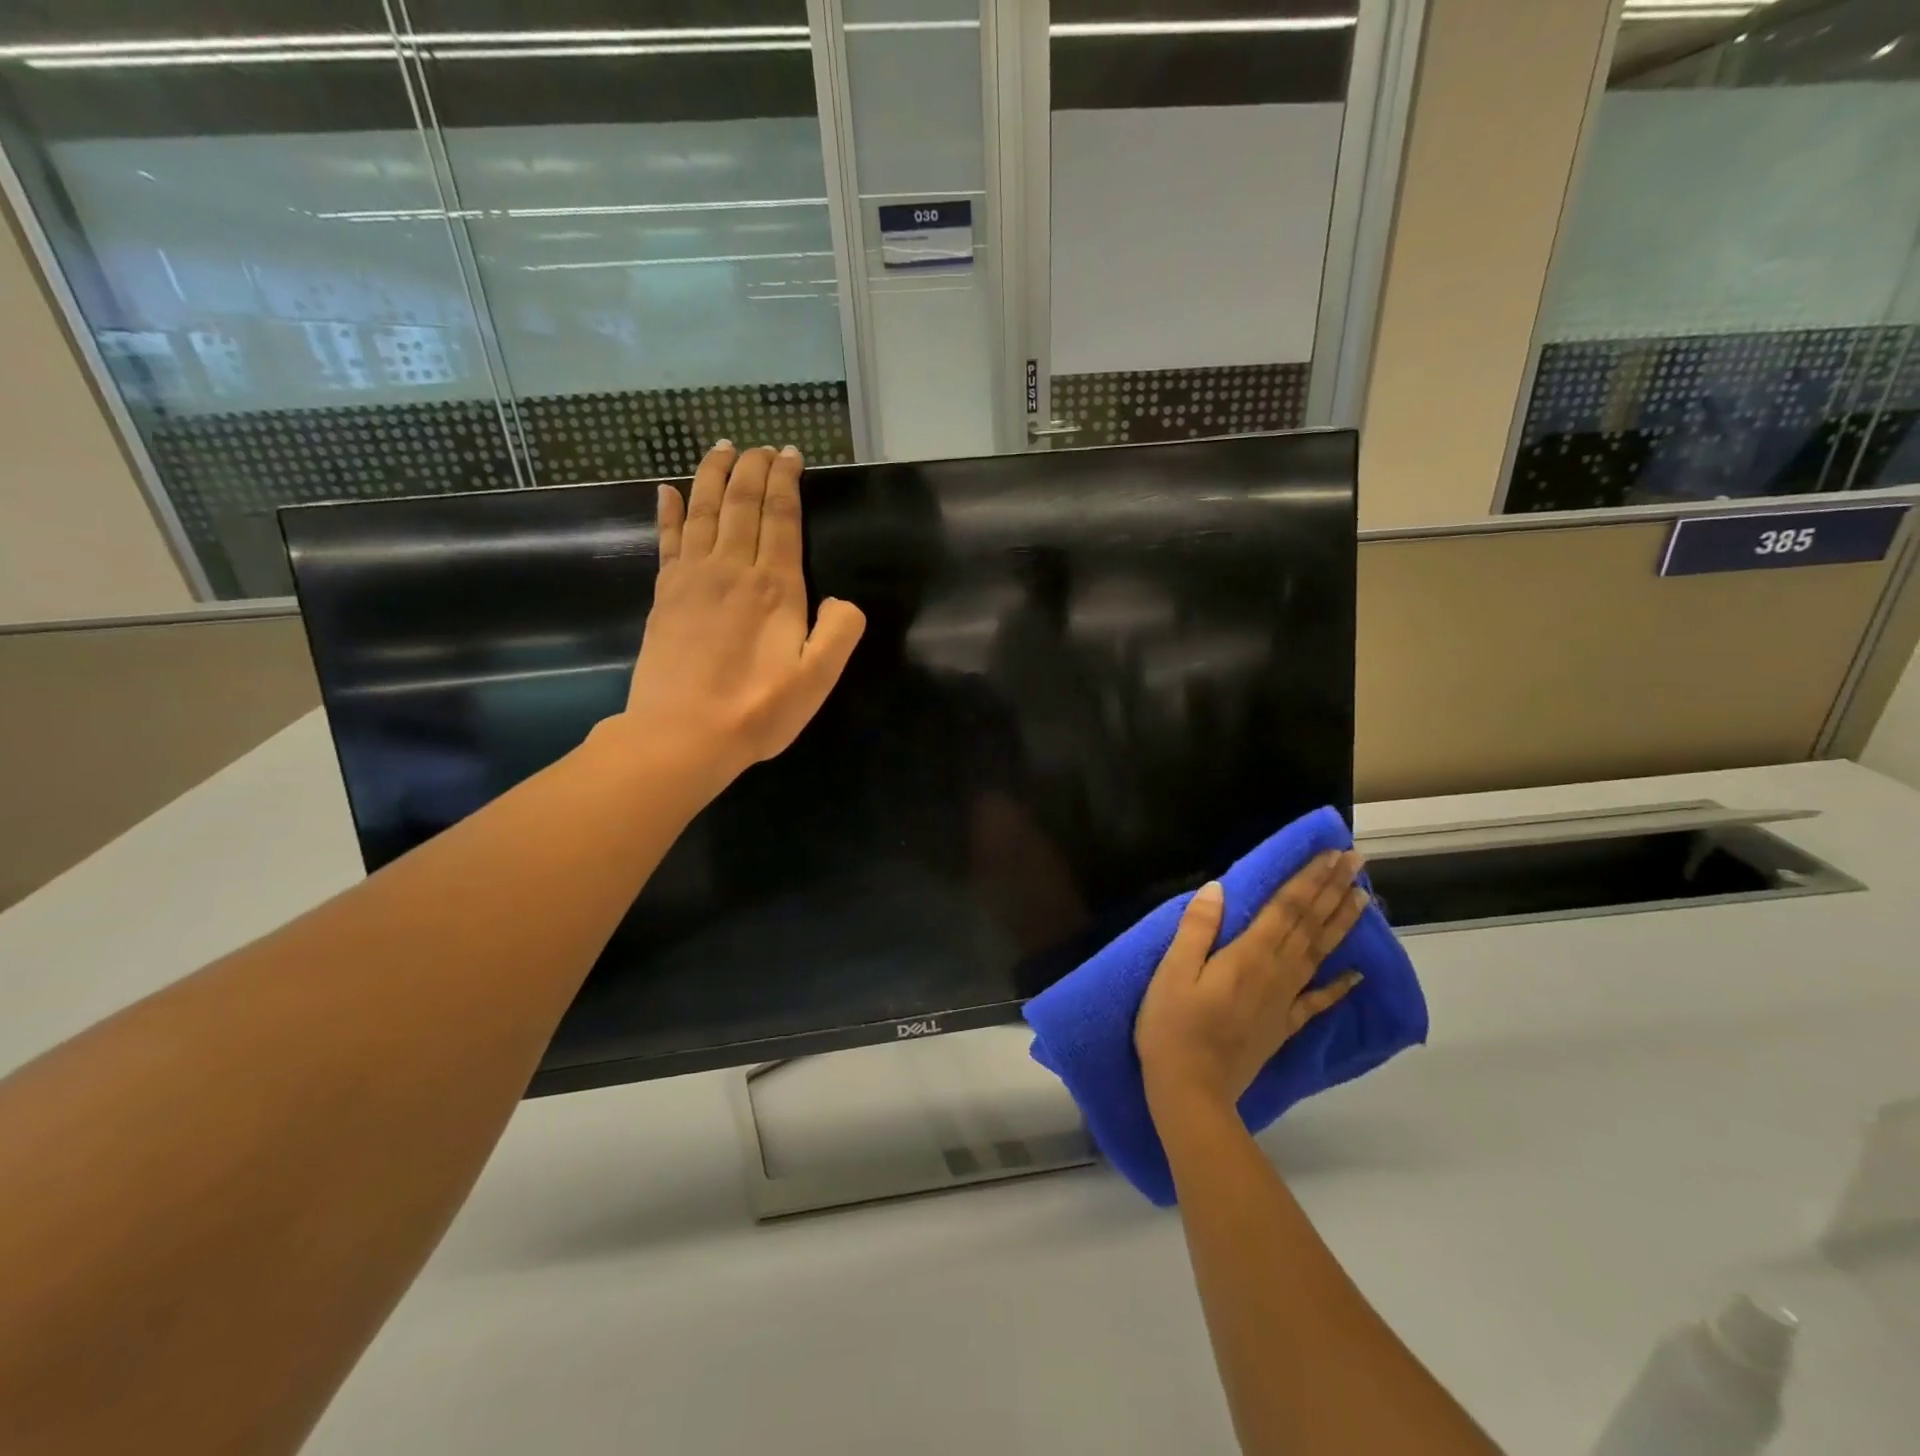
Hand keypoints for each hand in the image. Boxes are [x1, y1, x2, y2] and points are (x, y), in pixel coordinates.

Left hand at [614, 442, 864, 790]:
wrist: (682, 735)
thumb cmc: (757, 710)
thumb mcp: (818, 678)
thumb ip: (840, 632)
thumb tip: (842, 601)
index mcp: (775, 587)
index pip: (781, 517)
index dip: (786, 481)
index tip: (790, 454)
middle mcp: (732, 569)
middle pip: (741, 503)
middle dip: (753, 467)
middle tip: (761, 445)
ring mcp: (692, 579)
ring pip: (704, 511)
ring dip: (713, 475)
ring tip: (721, 448)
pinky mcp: (665, 596)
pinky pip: (667, 540)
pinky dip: (669, 511)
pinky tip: (667, 490)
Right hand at [1136, 850, 1369, 1111]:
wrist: (1191, 1090)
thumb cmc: (1172, 1026)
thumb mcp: (1172, 972)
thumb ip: (1196, 929)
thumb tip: (1216, 888)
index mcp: (1247, 955)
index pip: (1286, 907)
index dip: (1309, 879)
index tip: (1332, 853)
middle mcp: (1275, 972)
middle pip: (1310, 924)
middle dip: (1333, 890)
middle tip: (1358, 861)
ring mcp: (1284, 1001)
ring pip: (1320, 953)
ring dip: (1342, 923)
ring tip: (1364, 897)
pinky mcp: (1284, 1025)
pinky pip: (1317, 1001)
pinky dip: (1339, 986)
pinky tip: (1358, 973)